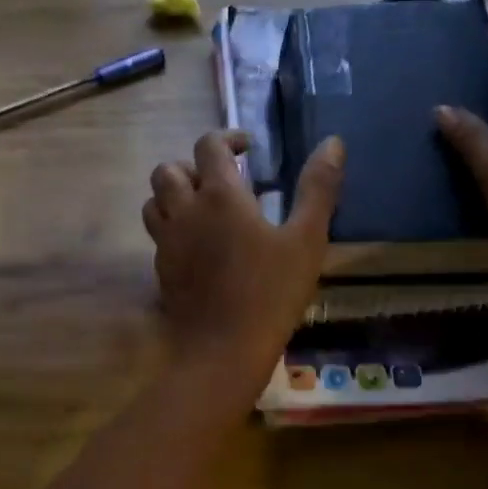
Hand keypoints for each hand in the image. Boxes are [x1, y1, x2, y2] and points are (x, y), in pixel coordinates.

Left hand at [142, 130, 344, 395]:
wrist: (222, 350)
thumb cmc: (271, 294)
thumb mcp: (306, 240)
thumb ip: (318, 188)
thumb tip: (333, 143)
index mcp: (219, 196)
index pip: (209, 145)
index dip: (227, 138)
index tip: (248, 149)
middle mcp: (184, 212)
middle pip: (167, 170)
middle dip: (192, 166)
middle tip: (222, 182)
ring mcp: (166, 242)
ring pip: (154, 201)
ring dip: (174, 195)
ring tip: (204, 209)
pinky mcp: (161, 270)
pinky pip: (158, 236)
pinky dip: (173, 228)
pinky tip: (199, 247)